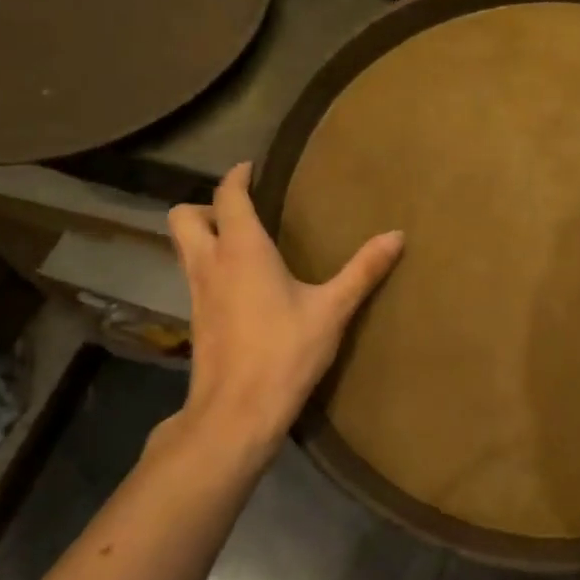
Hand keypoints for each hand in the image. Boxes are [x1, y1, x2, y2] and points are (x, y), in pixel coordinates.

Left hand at [159, 161, 402, 458]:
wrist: (236, 412)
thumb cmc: (284, 352)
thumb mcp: (333, 310)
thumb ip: (364, 270)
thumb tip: (397, 235)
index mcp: (241, 250)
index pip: (228, 196)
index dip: (237, 176)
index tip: (252, 167)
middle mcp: (210, 263)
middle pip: (184, 217)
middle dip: (207, 205)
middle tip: (243, 212)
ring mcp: (197, 293)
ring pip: (183, 247)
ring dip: (204, 235)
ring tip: (244, 242)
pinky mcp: (196, 319)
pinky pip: (194, 275)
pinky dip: (209, 265)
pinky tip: (242, 284)